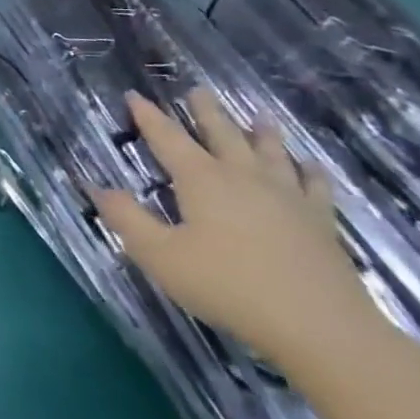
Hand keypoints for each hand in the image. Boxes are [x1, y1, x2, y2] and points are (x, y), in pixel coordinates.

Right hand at [92, 89, 377, 367]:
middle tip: (199, 90)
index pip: (167, 138)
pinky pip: (315, 187)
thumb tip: (97, 187)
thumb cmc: (228, 287)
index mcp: (201, 180)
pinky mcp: (320, 223)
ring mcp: (287, 198)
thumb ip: (127, 218)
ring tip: (260, 117)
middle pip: (222, 134)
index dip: (148, 116)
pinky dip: (310, 172)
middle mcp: (243, 177)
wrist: (322, 328)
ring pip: (271, 153)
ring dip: (262, 133)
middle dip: (206, 112)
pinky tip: (310, 167)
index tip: (135, 95)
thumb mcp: (160, 255)